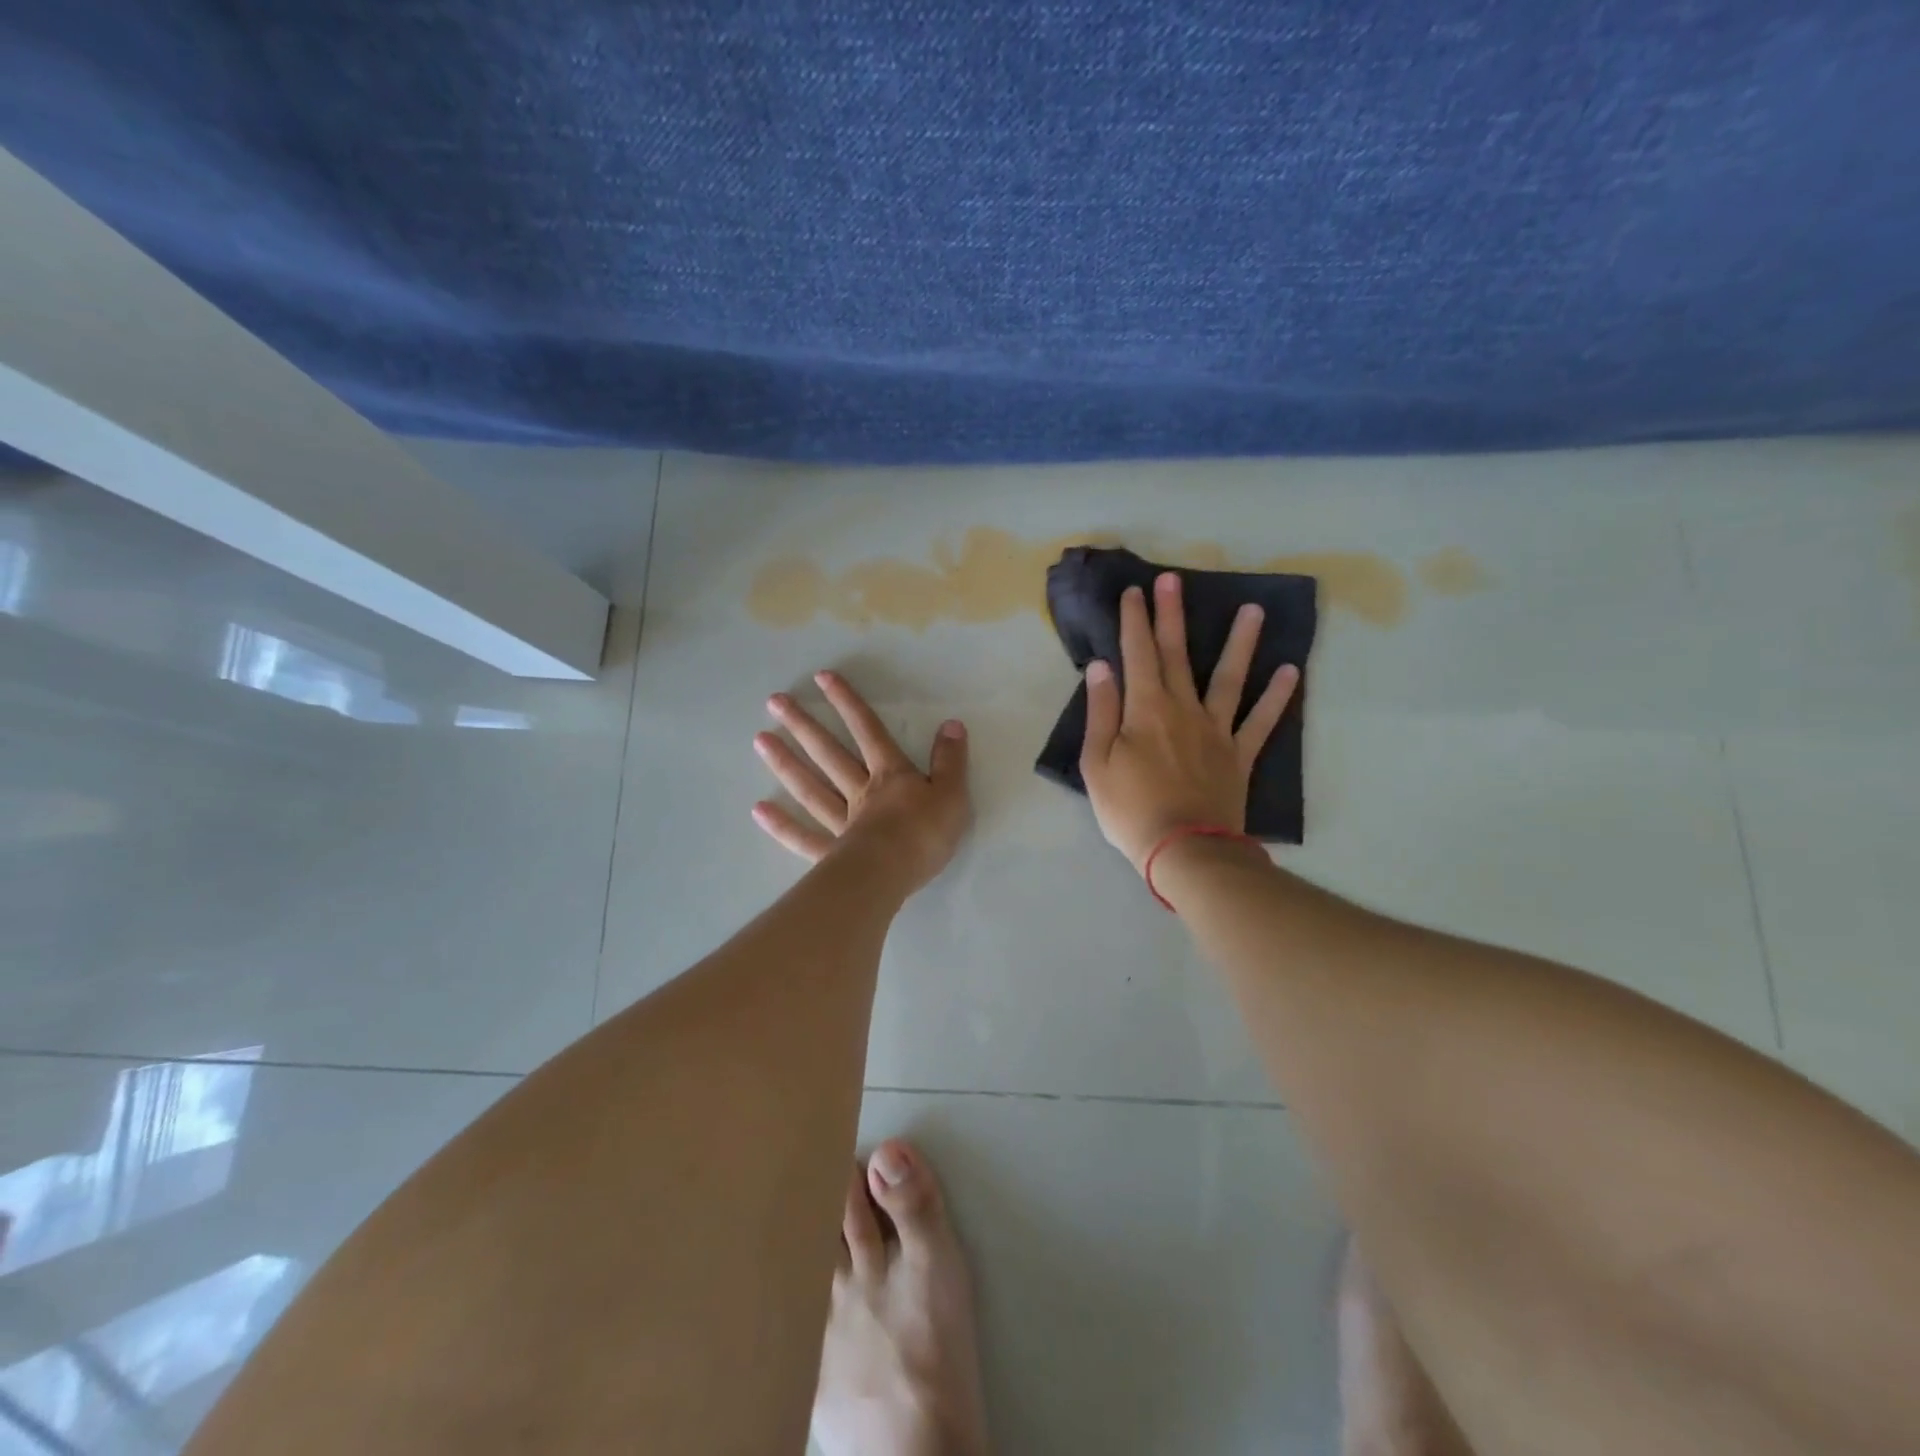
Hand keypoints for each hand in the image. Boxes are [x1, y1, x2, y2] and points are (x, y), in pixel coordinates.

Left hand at [752, 670, 971, 892]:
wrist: (894, 874)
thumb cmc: (925, 834)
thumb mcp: (952, 793)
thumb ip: (950, 760)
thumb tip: (952, 724)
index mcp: (891, 776)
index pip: (869, 731)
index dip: (848, 703)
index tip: (822, 678)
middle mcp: (860, 792)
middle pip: (830, 754)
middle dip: (804, 726)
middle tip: (774, 702)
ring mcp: (842, 823)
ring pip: (811, 788)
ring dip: (786, 763)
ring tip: (760, 740)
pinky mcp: (831, 854)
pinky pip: (803, 837)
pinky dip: (781, 825)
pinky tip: (759, 810)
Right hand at [1080, 573, 1298, 871]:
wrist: (1184, 850)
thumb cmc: (1130, 809)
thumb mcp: (1097, 763)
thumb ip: (1101, 712)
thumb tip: (1102, 667)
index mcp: (1145, 710)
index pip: (1138, 655)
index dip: (1134, 621)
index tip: (1135, 591)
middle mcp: (1183, 709)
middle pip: (1178, 654)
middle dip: (1172, 615)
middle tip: (1174, 579)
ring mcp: (1216, 730)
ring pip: (1230, 677)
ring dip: (1240, 642)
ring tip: (1253, 609)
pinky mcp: (1239, 755)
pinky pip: (1261, 721)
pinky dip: (1277, 696)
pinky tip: (1290, 671)